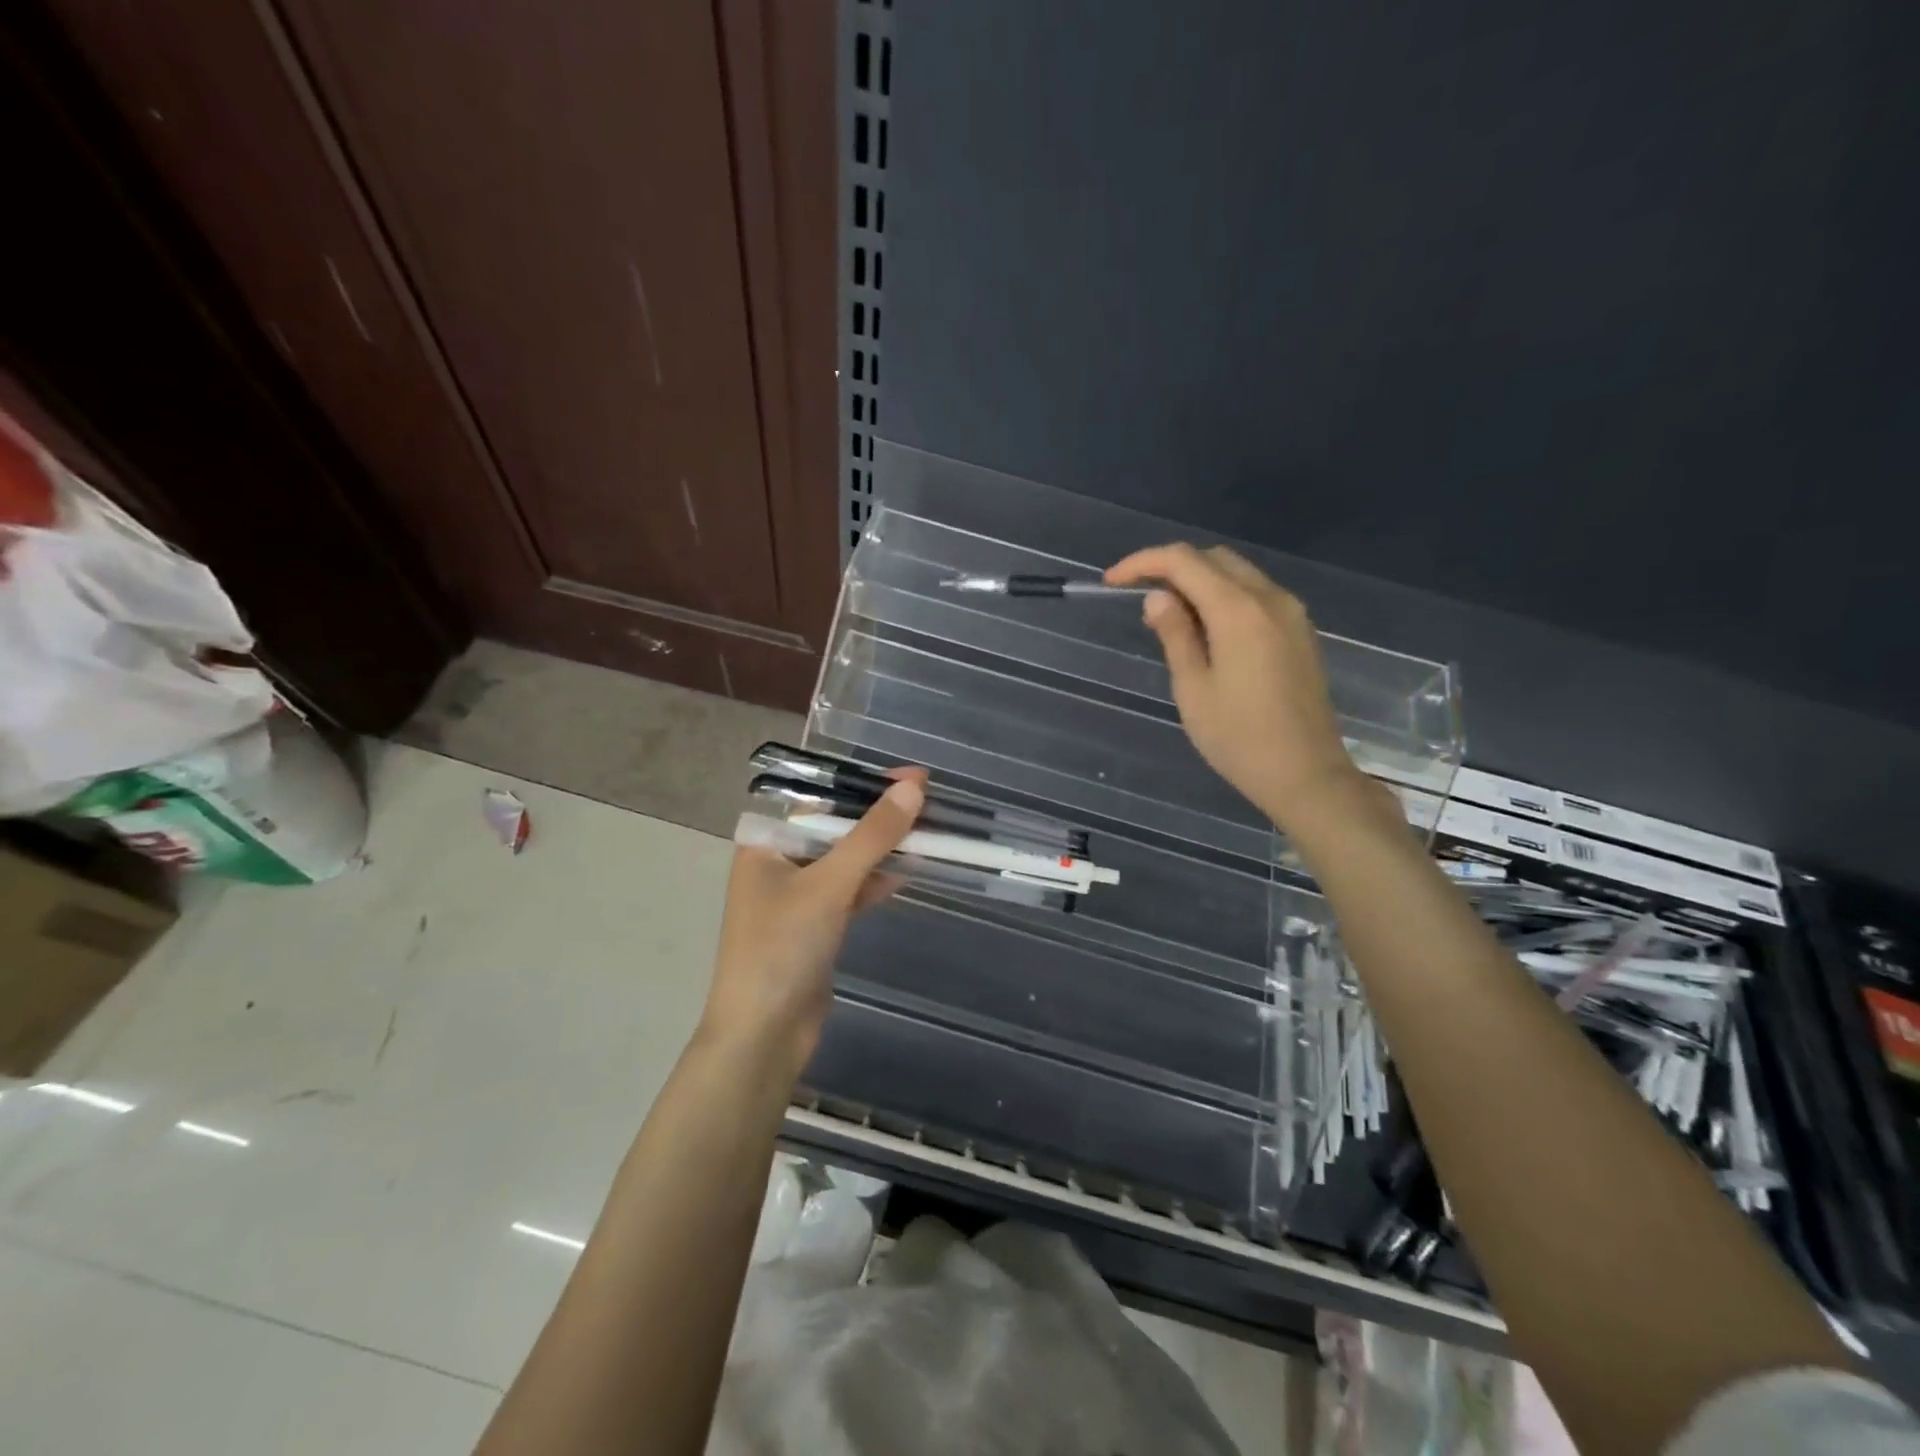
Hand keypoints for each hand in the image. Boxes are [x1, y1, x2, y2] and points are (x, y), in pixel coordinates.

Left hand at [699, 770, 925, 1080]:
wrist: (763, 1036)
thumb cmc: (782, 948)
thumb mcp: (829, 885)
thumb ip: (871, 836)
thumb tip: (913, 789)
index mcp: (766, 844)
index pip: (819, 798)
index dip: (864, 784)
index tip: (911, 776)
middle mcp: (778, 863)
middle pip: (836, 827)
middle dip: (879, 814)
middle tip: (927, 797)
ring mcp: (798, 897)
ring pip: (847, 859)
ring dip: (883, 847)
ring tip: (929, 829)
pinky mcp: (817, 925)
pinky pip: (851, 890)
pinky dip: (877, 880)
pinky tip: (910, 869)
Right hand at [1107, 543, 1362, 828]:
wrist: (1306, 774)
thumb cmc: (1239, 738)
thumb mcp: (1193, 688)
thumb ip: (1175, 634)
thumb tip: (1157, 597)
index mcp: (1238, 610)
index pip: (1184, 561)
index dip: (1143, 563)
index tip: (1112, 582)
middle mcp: (1270, 598)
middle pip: (1214, 558)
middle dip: (1171, 567)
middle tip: (1138, 597)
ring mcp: (1291, 613)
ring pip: (1238, 573)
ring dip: (1199, 580)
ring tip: (1168, 615)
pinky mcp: (1300, 631)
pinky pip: (1256, 594)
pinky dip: (1224, 596)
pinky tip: (1205, 628)